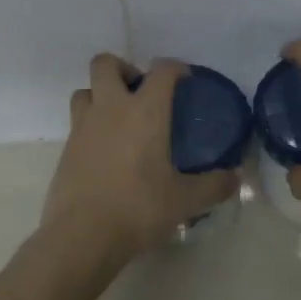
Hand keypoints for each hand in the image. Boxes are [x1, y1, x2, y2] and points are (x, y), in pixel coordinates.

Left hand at [40, 55, 239, 265]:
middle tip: (140, 92)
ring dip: (100, 95)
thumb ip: (213, 185)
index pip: (161, 71)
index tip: (184, 79)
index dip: (175, 68)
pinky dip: (91, 125)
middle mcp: (110, 109)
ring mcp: (83, 127)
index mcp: (144, 112)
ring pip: (85, 91)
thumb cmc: (138, 209)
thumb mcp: (185, 200)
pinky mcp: (65, 149)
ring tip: (118, 119)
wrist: (82, 235)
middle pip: (106, 64)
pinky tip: (106, 151)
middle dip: (123, 68)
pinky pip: (77, 122)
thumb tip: (235, 178)